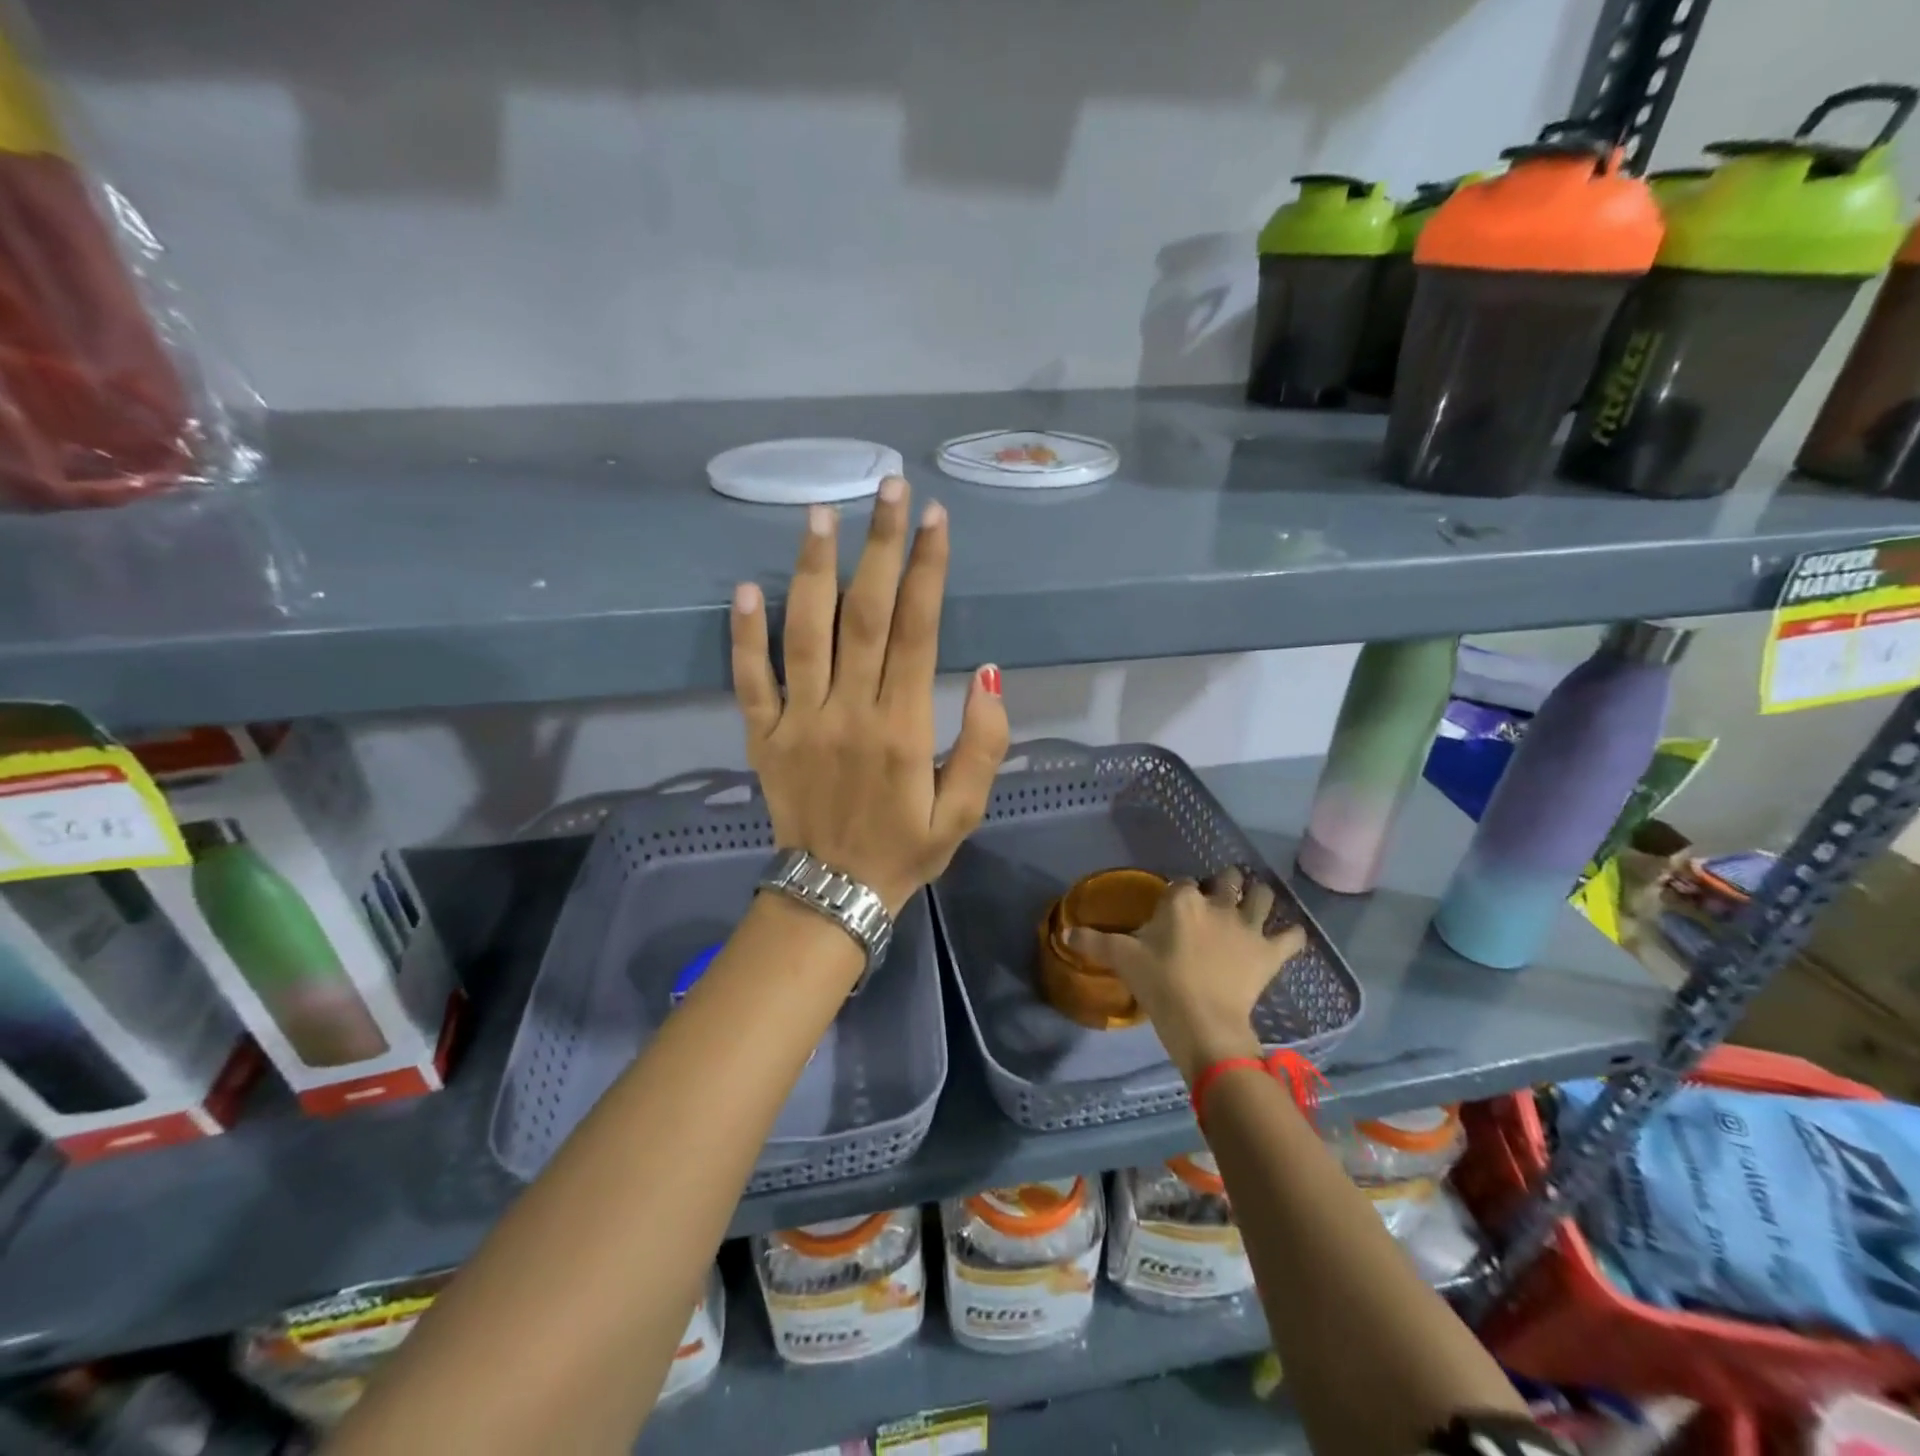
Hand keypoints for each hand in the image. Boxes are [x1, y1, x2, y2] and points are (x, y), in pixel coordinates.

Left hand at [730, 476, 1009, 913]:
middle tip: (887, 485)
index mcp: (902, 728)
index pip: (918, 631)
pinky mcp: (763, 736)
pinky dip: (745, 635)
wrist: (833, 895)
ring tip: (819, 511)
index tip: (935, 517)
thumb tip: (992, 673)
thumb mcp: (966, 812)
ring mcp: (799, 721)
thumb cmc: (906, 850)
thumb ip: (985, 744)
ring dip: (813, 569)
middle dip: (880, 546)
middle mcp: (849, 712)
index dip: (929, 570)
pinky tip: (745, 588)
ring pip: (805, 632)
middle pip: (866, 614)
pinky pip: (750, 680)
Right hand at [1068, 868, 1305, 1082]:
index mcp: (1182, 900)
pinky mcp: (1270, 952)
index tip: (1173, 908)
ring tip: (1253, 905)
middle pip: (1227, 879)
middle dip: (1224, 883)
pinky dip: (1290, 934)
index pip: (1182, 882)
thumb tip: (1062, 933)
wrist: (1204, 1022)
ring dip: (1259, 897)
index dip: (1179, 893)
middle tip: (1216, 898)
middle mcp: (1218, 904)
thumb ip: (1093, 943)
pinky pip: (1292, 936)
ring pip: (1263, 896)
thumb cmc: (1160, 985)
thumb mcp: (1122, 960)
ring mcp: (1248, 926)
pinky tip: (1284, 938)